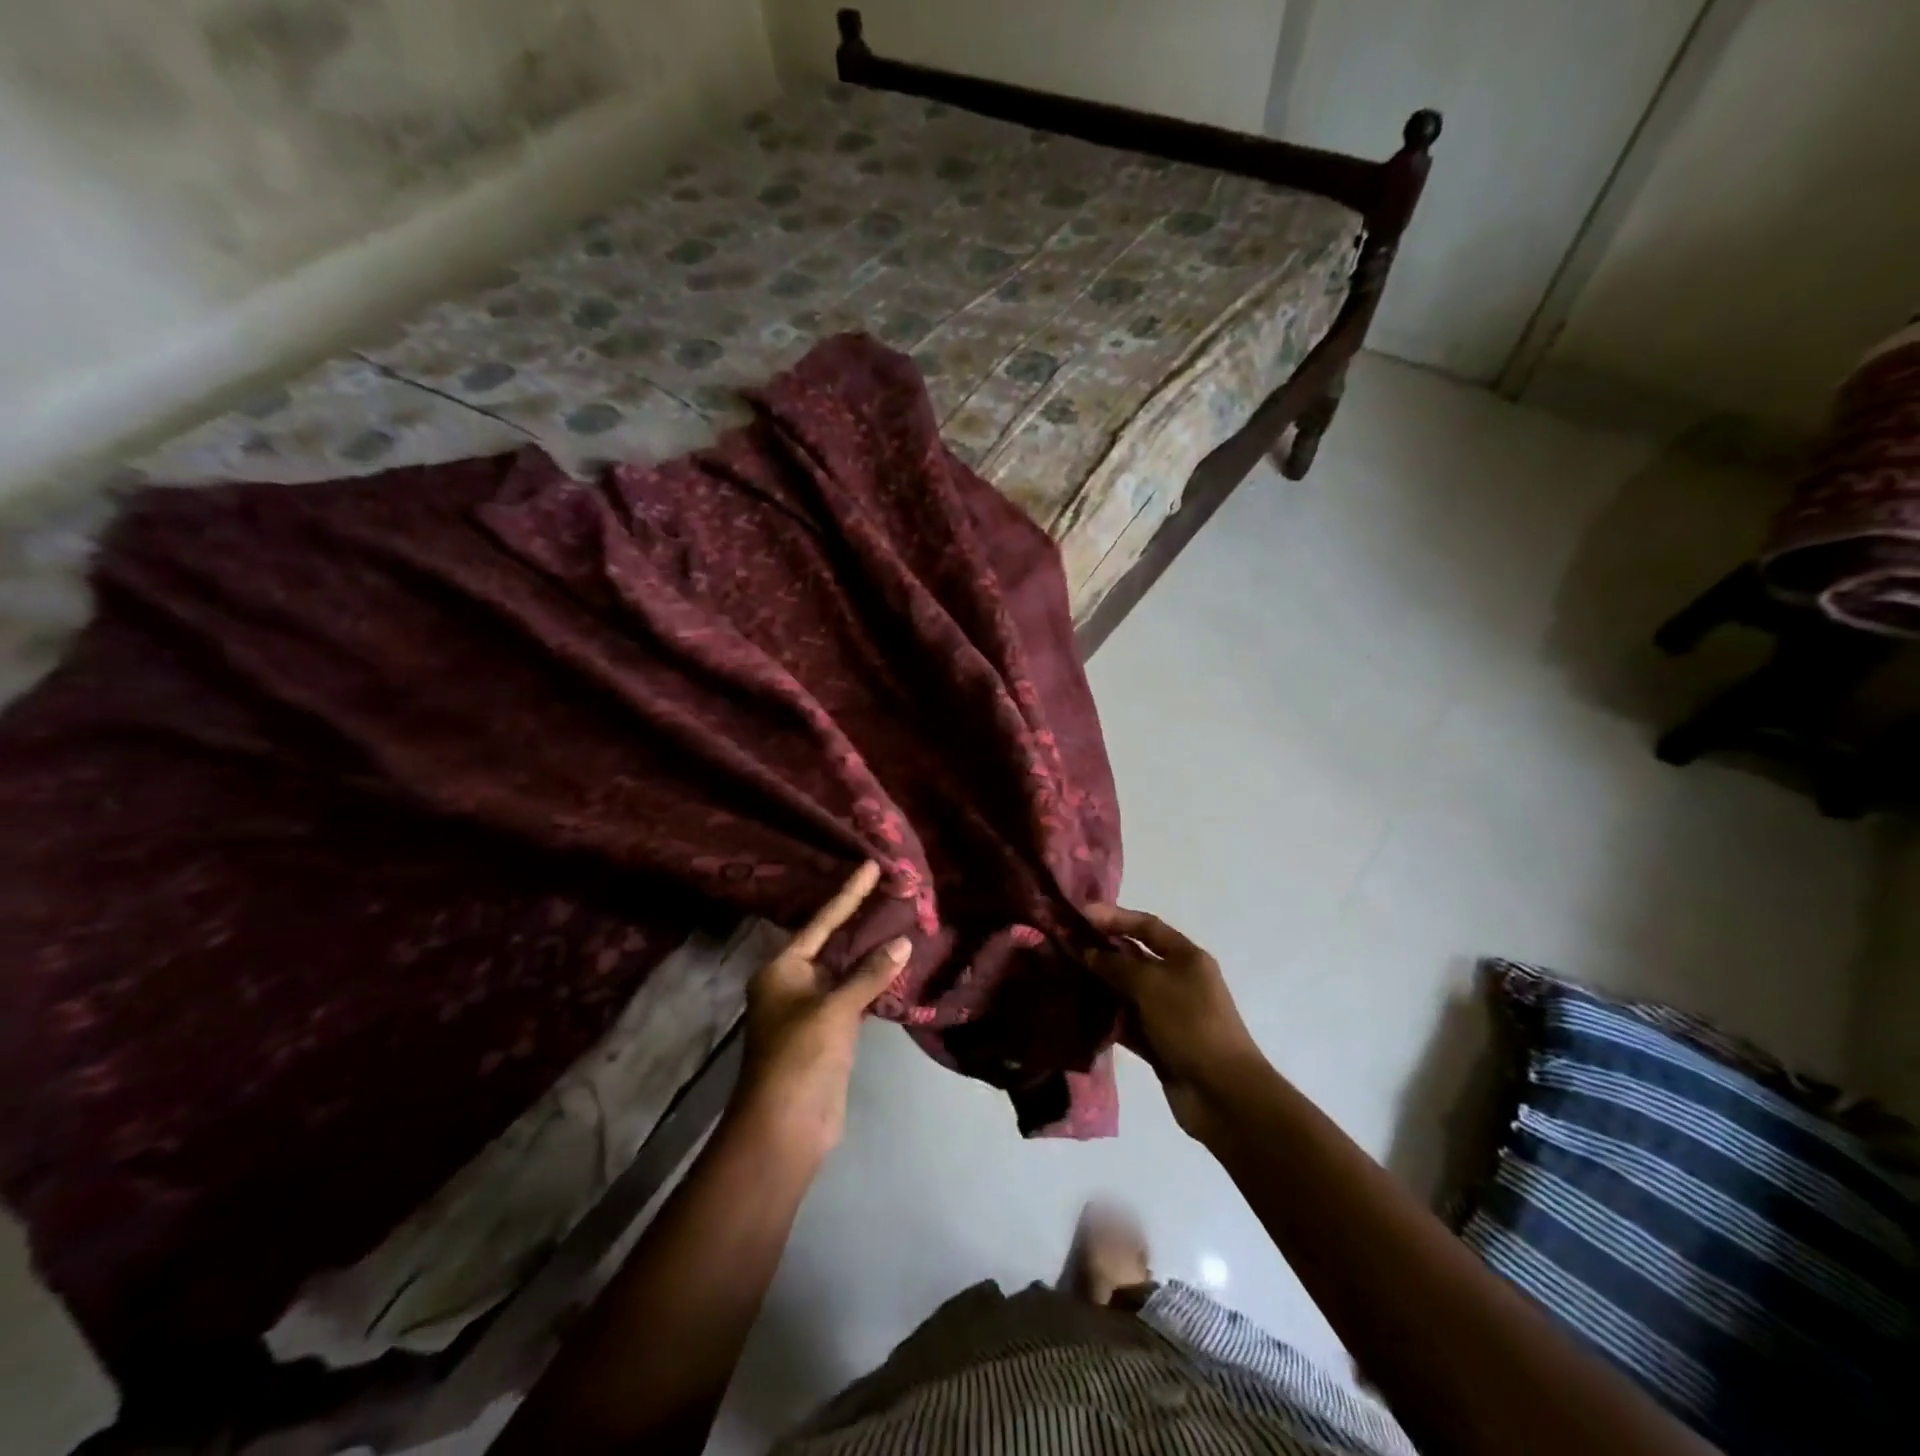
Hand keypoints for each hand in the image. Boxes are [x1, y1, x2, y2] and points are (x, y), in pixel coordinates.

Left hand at [734, 861, 910, 1158]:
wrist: (786, 1127)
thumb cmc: (800, 1057)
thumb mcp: (835, 1010)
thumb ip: (869, 975)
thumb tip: (902, 942)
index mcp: (782, 968)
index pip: (822, 921)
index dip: (849, 893)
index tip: (871, 865)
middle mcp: (794, 982)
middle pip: (833, 942)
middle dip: (862, 919)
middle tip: (893, 889)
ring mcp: (812, 1009)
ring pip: (846, 970)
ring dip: (871, 952)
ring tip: (902, 919)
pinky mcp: (830, 1033)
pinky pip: (855, 995)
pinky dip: (875, 982)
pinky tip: (898, 966)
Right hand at [1083, 904, 1267, 1141]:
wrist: (1223, 1093)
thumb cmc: (1191, 1025)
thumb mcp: (1152, 985)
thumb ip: (1117, 965)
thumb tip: (1088, 952)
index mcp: (1186, 957)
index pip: (1147, 926)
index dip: (1115, 916)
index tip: (1080, 913)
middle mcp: (1177, 980)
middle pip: (1134, 957)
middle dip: (1101, 950)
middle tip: (1063, 945)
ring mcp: (1167, 1013)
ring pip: (1127, 991)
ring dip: (1100, 984)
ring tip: (1063, 976)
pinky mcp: (1158, 1043)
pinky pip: (1126, 1022)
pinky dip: (1106, 1016)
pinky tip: (1078, 1012)